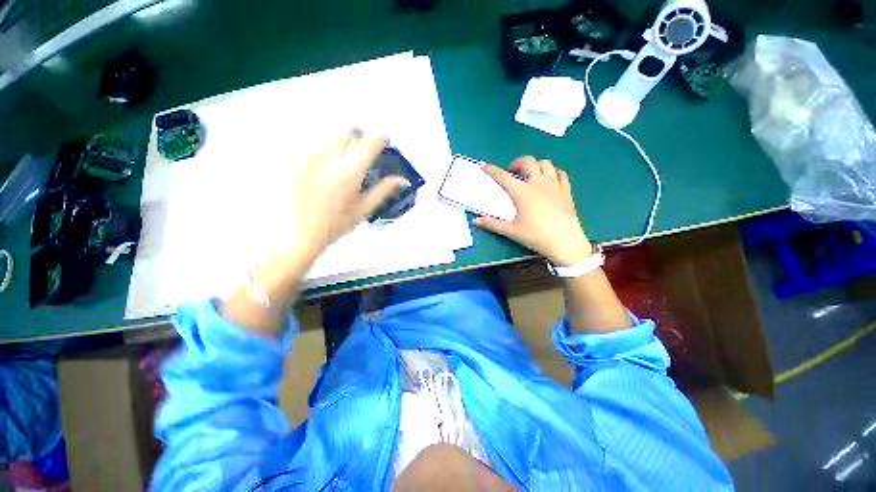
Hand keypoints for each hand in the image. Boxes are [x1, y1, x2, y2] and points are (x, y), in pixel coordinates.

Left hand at [289, 130, 407, 258]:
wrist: (303, 232)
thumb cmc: (338, 223)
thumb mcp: (365, 208)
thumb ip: (384, 190)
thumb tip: (404, 180)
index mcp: (350, 173)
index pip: (368, 145)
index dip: (380, 135)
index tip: (386, 134)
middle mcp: (330, 160)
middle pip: (346, 131)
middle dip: (358, 133)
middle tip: (363, 142)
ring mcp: (310, 158)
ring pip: (328, 133)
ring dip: (340, 136)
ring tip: (345, 148)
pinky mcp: (297, 161)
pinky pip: (311, 142)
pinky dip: (323, 142)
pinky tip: (325, 155)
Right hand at [474, 156, 591, 265]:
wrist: (564, 242)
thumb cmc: (535, 235)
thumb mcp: (511, 231)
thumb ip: (492, 224)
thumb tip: (476, 220)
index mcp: (522, 192)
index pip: (503, 176)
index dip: (492, 170)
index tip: (484, 165)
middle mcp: (538, 183)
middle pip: (527, 162)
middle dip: (517, 163)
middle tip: (512, 172)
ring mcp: (554, 185)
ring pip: (545, 164)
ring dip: (535, 165)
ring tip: (530, 174)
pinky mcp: (566, 190)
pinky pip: (560, 173)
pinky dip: (552, 171)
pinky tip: (548, 178)